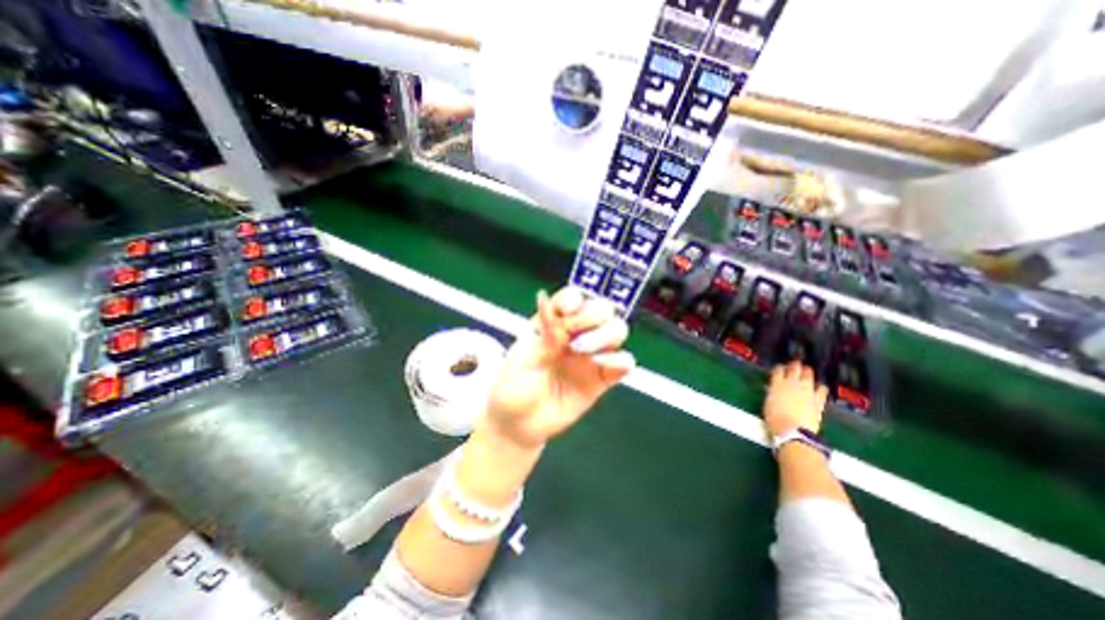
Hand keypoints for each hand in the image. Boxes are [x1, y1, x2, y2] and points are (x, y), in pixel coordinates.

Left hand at [485, 285, 638, 450]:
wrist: (518, 425)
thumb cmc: (513, 387)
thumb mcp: (522, 359)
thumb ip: (544, 337)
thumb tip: (551, 306)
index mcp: (552, 323)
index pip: (571, 298)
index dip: (573, 298)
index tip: (564, 311)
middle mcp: (575, 334)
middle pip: (601, 309)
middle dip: (592, 315)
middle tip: (573, 336)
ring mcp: (591, 355)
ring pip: (617, 330)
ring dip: (605, 336)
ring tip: (582, 352)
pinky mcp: (602, 378)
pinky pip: (623, 363)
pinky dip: (620, 361)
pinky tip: (603, 368)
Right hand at [770, 362, 829, 438]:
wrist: (793, 431)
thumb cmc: (774, 419)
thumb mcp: (768, 403)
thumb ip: (772, 393)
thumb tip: (774, 390)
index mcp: (777, 384)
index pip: (778, 370)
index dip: (779, 368)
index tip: (779, 368)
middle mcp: (792, 384)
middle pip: (794, 368)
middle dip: (794, 365)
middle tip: (794, 364)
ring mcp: (807, 391)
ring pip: (808, 375)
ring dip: (807, 372)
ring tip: (806, 371)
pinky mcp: (818, 400)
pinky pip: (822, 390)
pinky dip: (820, 387)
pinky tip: (820, 387)